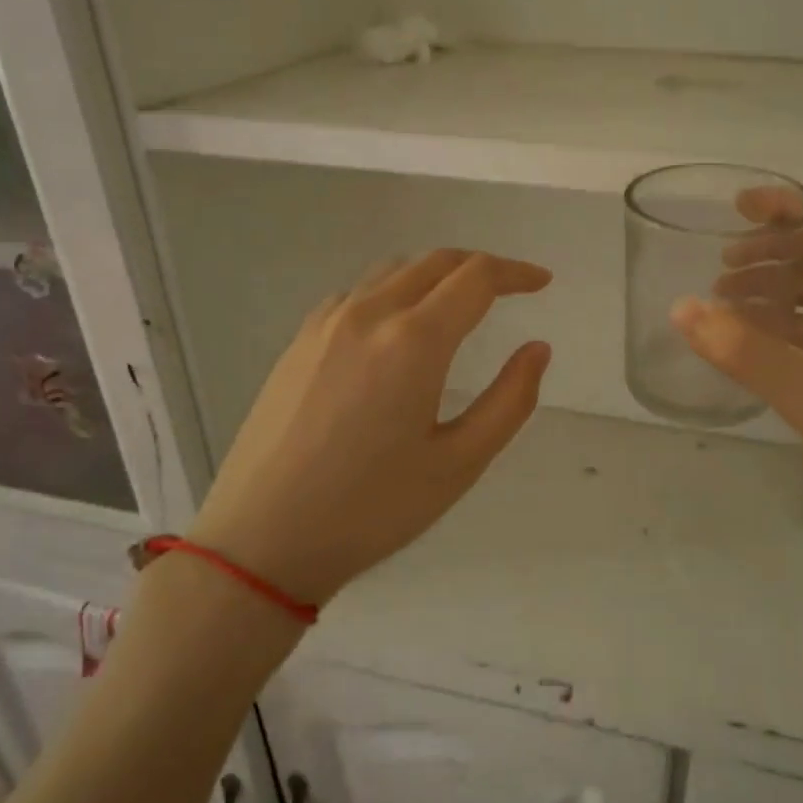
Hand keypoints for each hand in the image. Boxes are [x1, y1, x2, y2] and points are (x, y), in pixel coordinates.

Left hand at [190, 250, 552, 605]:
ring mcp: (325, 325)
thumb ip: (510, 400)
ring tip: (459, 306)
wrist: (261, 539)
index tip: (542, 282)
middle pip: (434, 263)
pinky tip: (398, 330)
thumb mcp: (459, 463)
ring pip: (392, 272)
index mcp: (412, 341)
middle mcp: (367, 315)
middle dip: (480, 267)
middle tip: (511, 288)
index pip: (476, 278)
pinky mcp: (298, 343)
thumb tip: (537, 349)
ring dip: (435, 276)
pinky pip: (357, 294)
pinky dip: (394, 292)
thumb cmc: (371, 509)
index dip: (516, 273)